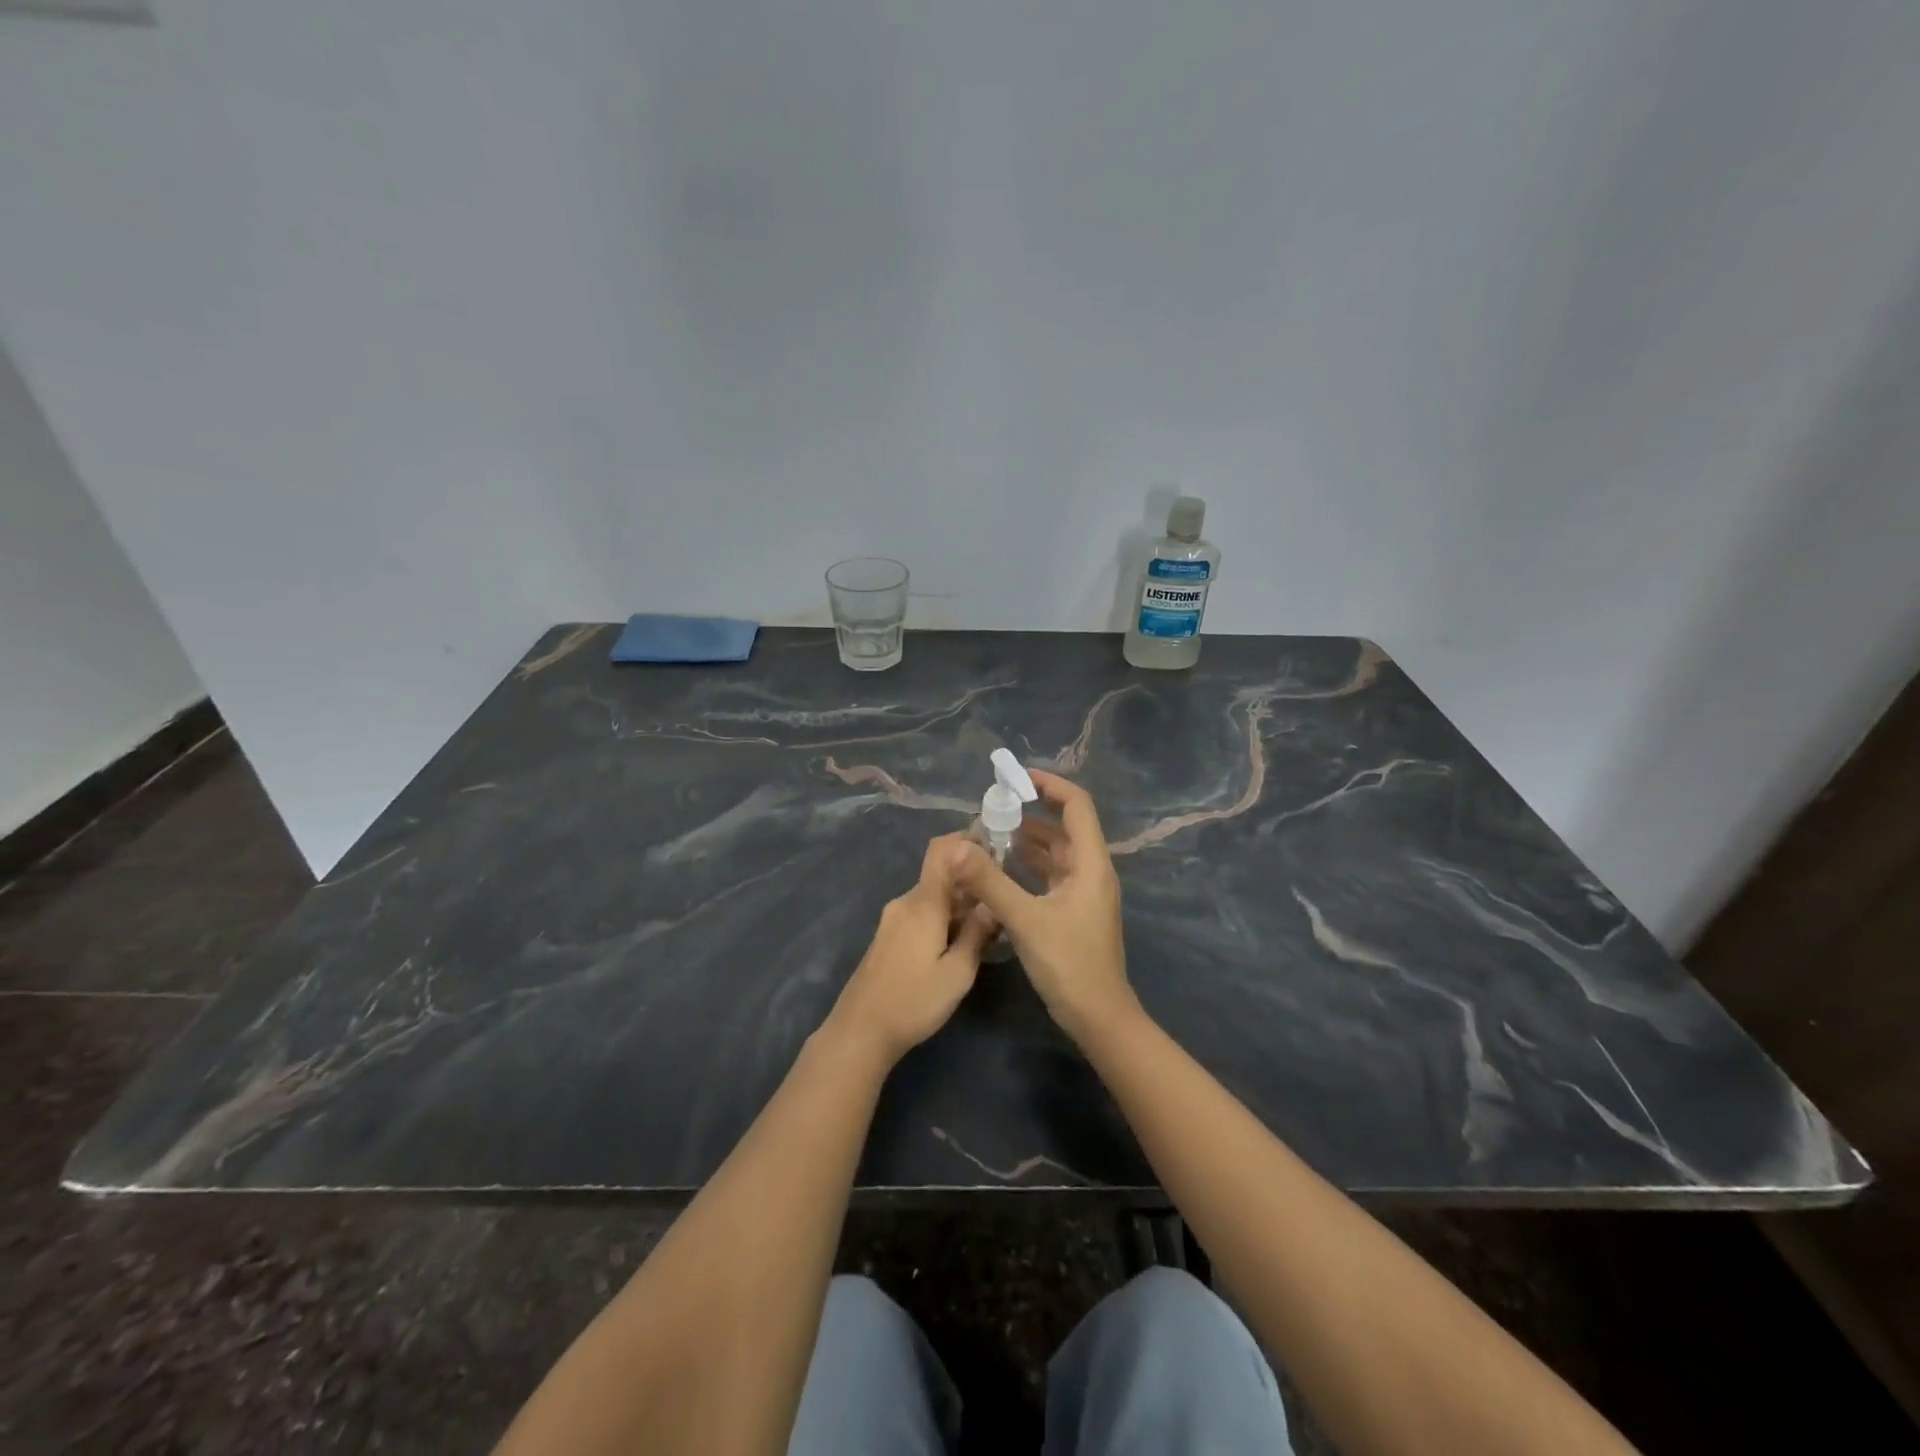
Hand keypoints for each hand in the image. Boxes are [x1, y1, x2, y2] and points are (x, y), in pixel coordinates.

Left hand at [825, 833, 997, 1067]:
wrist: (860, 1031)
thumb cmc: (913, 1002)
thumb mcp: (957, 973)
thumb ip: (977, 934)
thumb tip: (994, 904)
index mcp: (923, 903)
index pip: (942, 851)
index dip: (966, 840)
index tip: (995, 843)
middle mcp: (906, 902)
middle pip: (942, 875)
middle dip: (972, 881)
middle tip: (1004, 896)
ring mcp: (894, 919)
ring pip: (933, 897)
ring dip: (960, 903)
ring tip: (990, 924)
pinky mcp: (889, 936)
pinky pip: (922, 913)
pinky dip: (944, 917)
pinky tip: (961, 940)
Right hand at [953, 770, 1136, 1041]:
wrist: (1098, 1017)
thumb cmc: (1068, 964)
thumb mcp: (1024, 920)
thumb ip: (989, 881)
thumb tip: (956, 846)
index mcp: (1090, 864)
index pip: (1077, 806)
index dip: (1050, 785)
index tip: (1017, 778)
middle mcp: (1091, 871)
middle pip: (1065, 827)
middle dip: (1032, 813)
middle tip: (994, 808)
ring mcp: (1084, 893)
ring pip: (1057, 853)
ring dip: (1029, 840)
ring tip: (992, 833)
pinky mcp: (1074, 911)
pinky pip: (1051, 875)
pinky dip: (1029, 865)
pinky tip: (1002, 868)